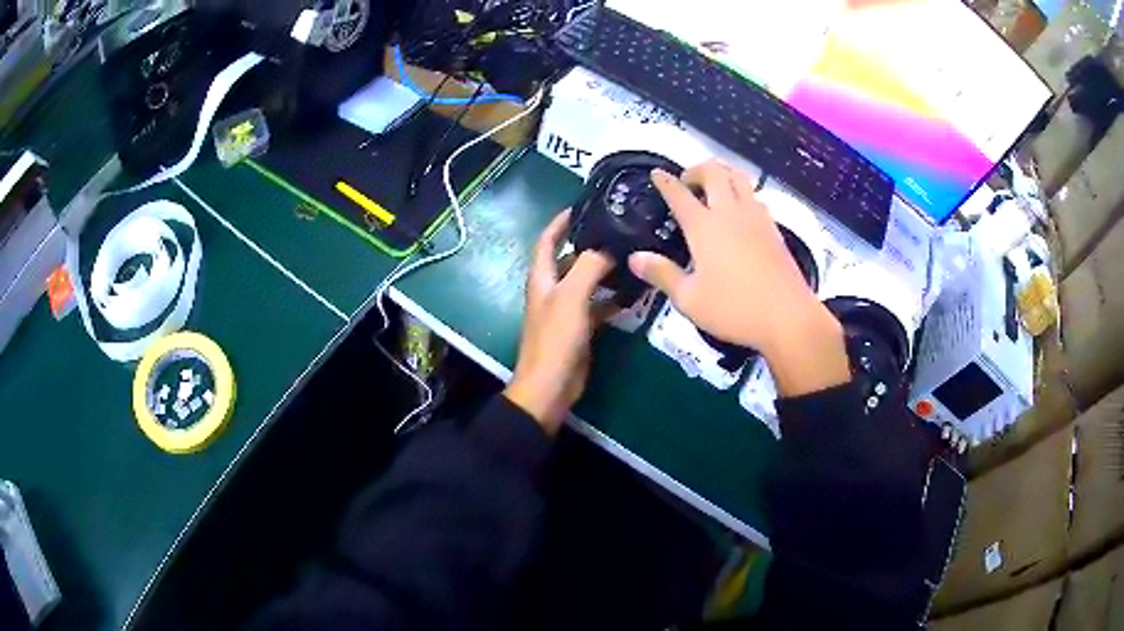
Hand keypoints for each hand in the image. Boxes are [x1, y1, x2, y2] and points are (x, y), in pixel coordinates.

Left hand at [505, 210, 614, 434]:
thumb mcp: (572, 296)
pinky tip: (634, 293)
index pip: (547, 239)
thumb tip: (609, 246)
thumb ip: (590, 267)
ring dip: (606, 271)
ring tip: (633, 257)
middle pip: (571, 258)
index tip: (582, 205)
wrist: (550, 386)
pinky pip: (599, 306)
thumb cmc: (555, 338)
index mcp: (542, 277)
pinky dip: (613, 299)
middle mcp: (553, 289)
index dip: (561, 221)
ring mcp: (567, 309)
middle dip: (592, 244)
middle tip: (621, 231)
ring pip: (588, 282)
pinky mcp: (580, 328)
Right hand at [629, 160, 850, 396]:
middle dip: (696, 169)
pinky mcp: (773, 228)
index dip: (665, 181)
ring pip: (739, 177)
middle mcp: (729, 213)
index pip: (679, 194)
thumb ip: (662, 274)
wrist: (787, 316)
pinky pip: (755, 196)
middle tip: (687, 182)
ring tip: (714, 188)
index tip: (657, 174)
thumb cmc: (734, 309)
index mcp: (703, 227)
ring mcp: (755, 217)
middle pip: (714, 172)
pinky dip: (742, 192)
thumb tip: (635, 258)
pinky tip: (740, 211)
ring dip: (723, 174)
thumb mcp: (689, 299)